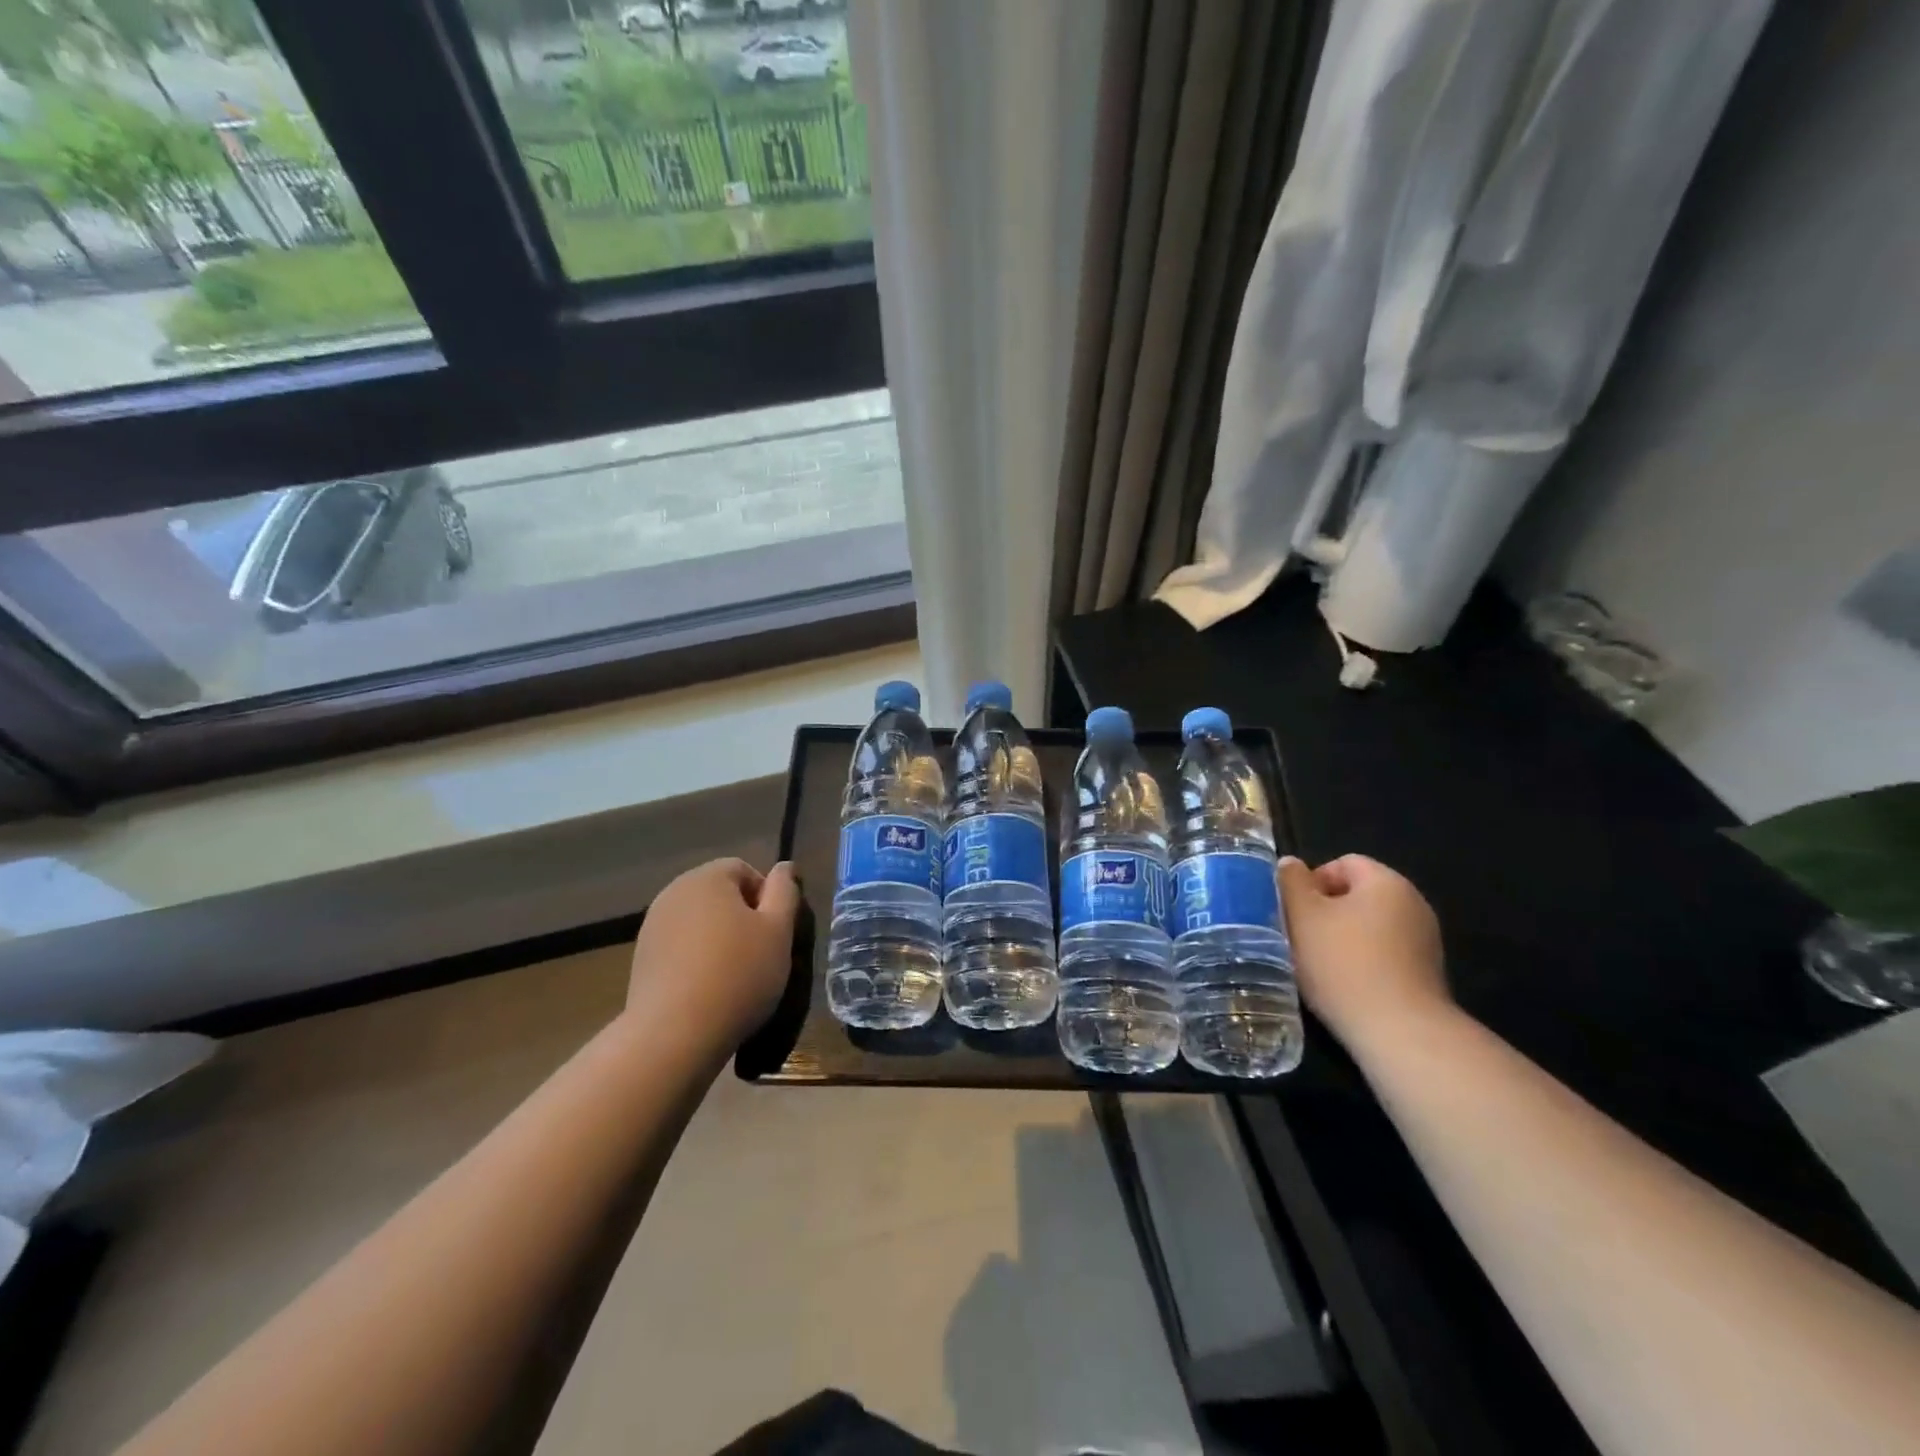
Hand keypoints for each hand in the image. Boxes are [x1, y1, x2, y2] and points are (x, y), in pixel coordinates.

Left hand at [625, 858, 799, 1052]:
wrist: (674, 1035)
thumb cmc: (738, 974)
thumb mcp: (778, 930)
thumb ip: (785, 891)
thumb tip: (784, 867)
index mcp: (707, 878)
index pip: (744, 870)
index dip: (767, 897)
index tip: (775, 931)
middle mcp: (674, 892)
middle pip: (719, 894)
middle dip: (742, 917)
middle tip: (760, 953)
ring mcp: (652, 926)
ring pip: (700, 921)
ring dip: (720, 939)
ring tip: (734, 975)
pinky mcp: (641, 958)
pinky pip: (680, 946)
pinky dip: (697, 959)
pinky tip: (708, 989)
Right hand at [1279, 854, 1450, 1051]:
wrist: (1398, 1031)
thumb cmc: (1343, 963)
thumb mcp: (1302, 915)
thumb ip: (1292, 882)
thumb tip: (1291, 863)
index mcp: (1386, 882)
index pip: (1342, 863)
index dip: (1311, 881)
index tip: (1293, 911)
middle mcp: (1413, 903)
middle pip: (1357, 894)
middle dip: (1325, 911)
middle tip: (1299, 935)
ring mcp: (1424, 940)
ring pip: (1369, 925)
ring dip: (1341, 937)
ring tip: (1318, 963)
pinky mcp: (1425, 973)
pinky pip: (1384, 952)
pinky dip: (1362, 960)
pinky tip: (1344, 983)